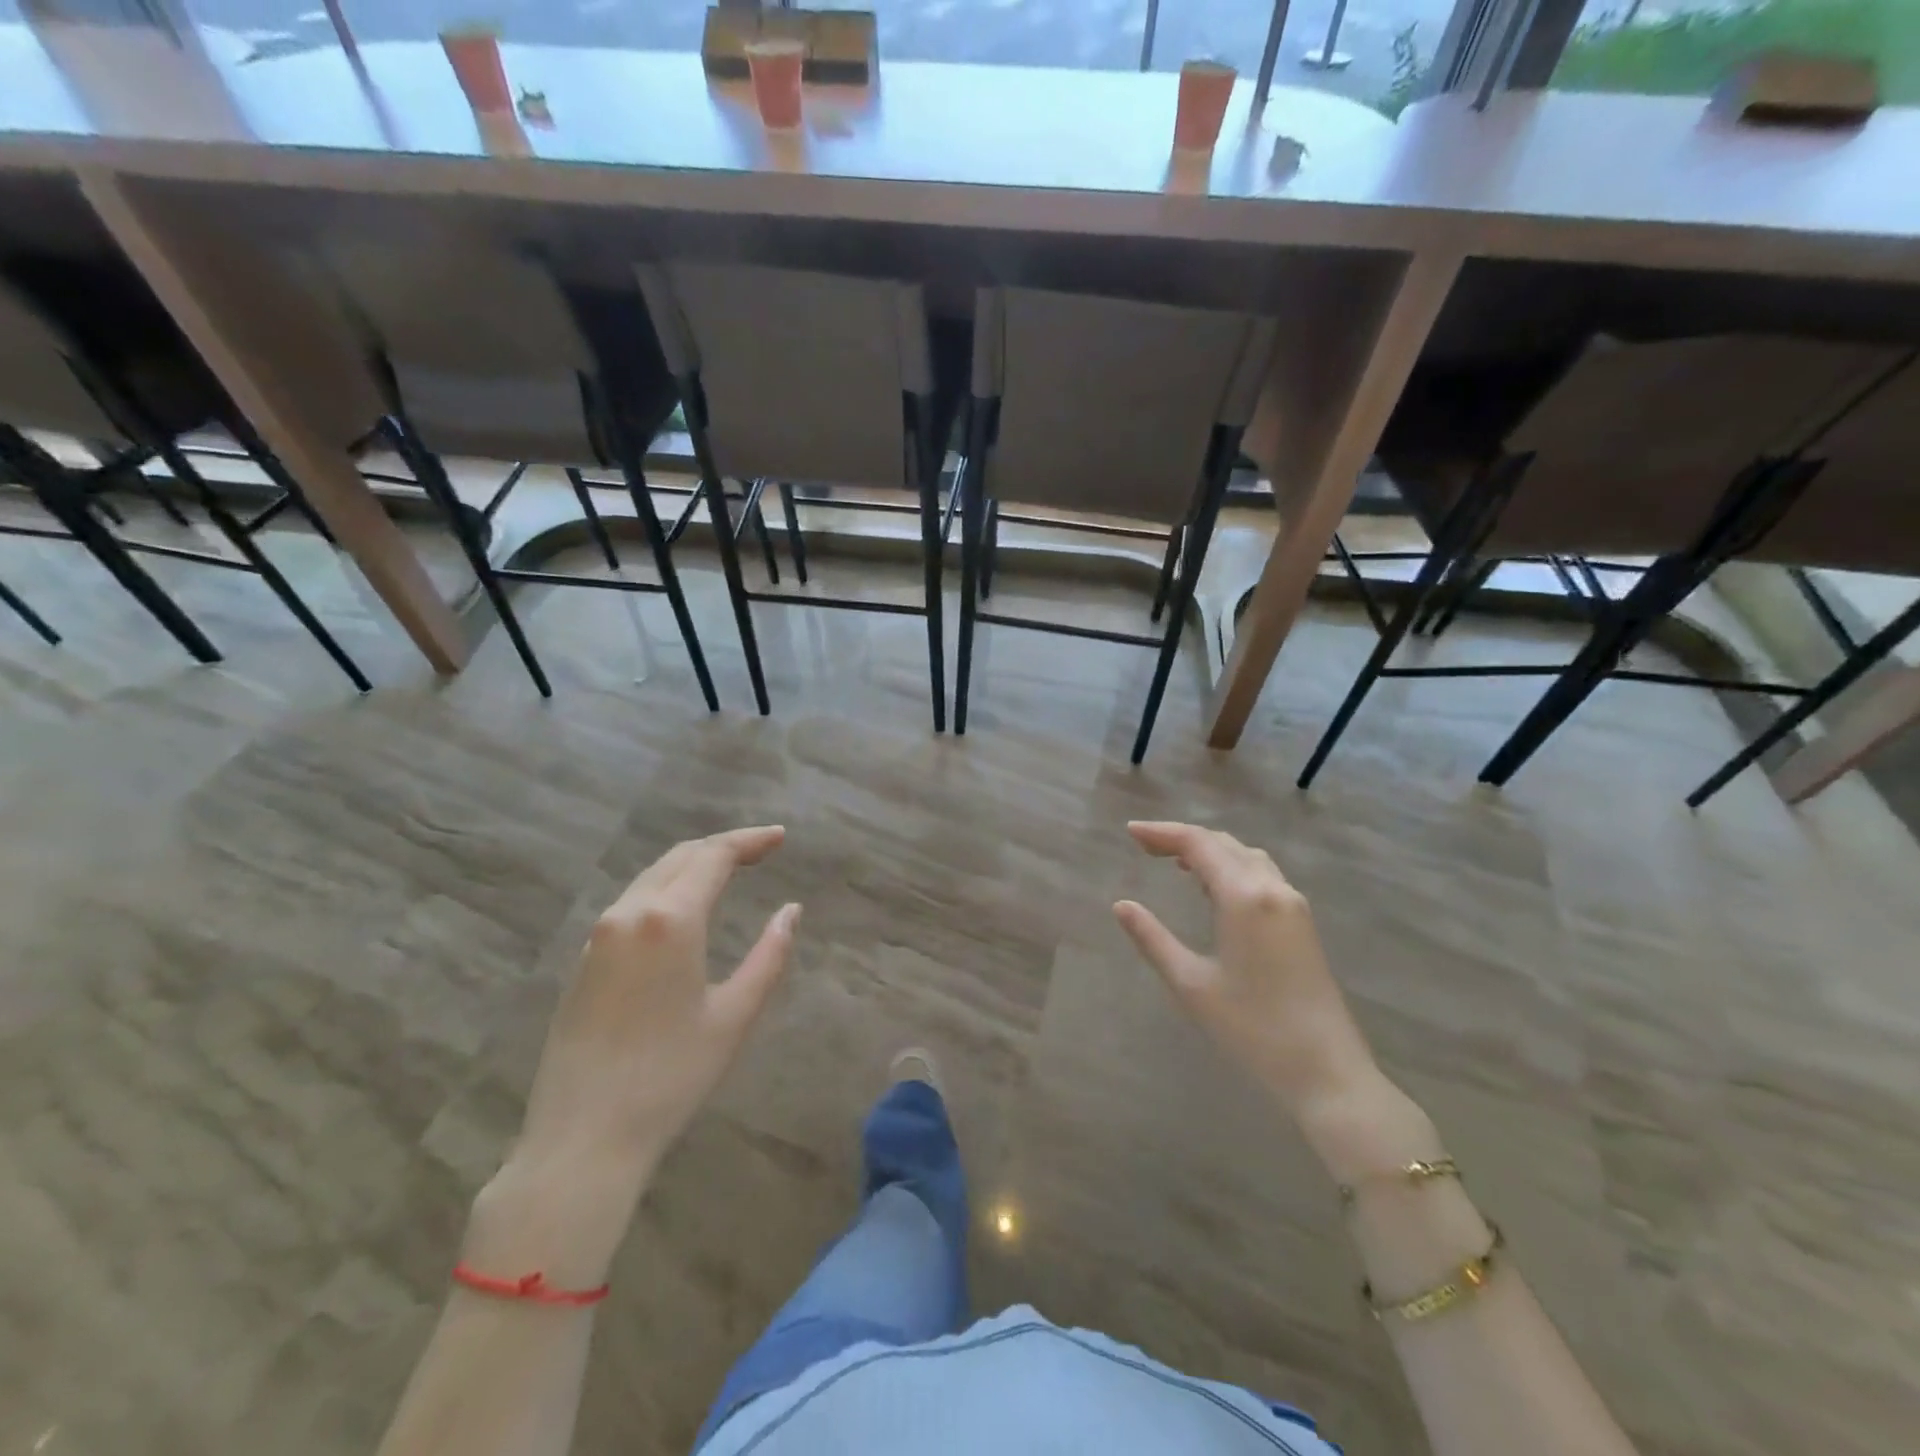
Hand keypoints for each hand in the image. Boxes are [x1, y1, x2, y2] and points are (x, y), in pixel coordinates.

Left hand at [466, 826, 799, 1288]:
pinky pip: (631, 903)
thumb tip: (791, 911)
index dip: (749, 841)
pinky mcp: (583, 960)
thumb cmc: (670, 1078)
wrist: (581, 1140)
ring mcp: (599, 935)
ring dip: (692, 865)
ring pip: (652, 877)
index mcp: (669, 921)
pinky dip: (666, 889)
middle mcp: (629, 913)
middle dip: (722, 846)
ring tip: (728, 870)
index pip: (713, 857)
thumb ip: (769, 956)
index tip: (780, 837)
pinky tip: (683, 908)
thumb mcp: (734, 1016)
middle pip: (680, 857)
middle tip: (761, 849)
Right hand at [1115, 821, 1387, 1141]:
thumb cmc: (1252, 1029)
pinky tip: (1213, 887)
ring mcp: (1293, 904)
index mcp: (1244, 897)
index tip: (1130, 832)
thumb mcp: (1191, 984)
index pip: (1199, 844)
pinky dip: (1231, 867)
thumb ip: (1153, 939)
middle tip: (1144, 845)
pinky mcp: (1302, 923)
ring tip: (1173, 861)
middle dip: (1182, 838)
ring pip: (1246, 856)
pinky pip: (1261, 875)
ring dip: (1209, 850)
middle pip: (1223, 843)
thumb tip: (1122, 905)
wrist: (1326, 1072)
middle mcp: (1272, 888)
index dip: (1162, 832)